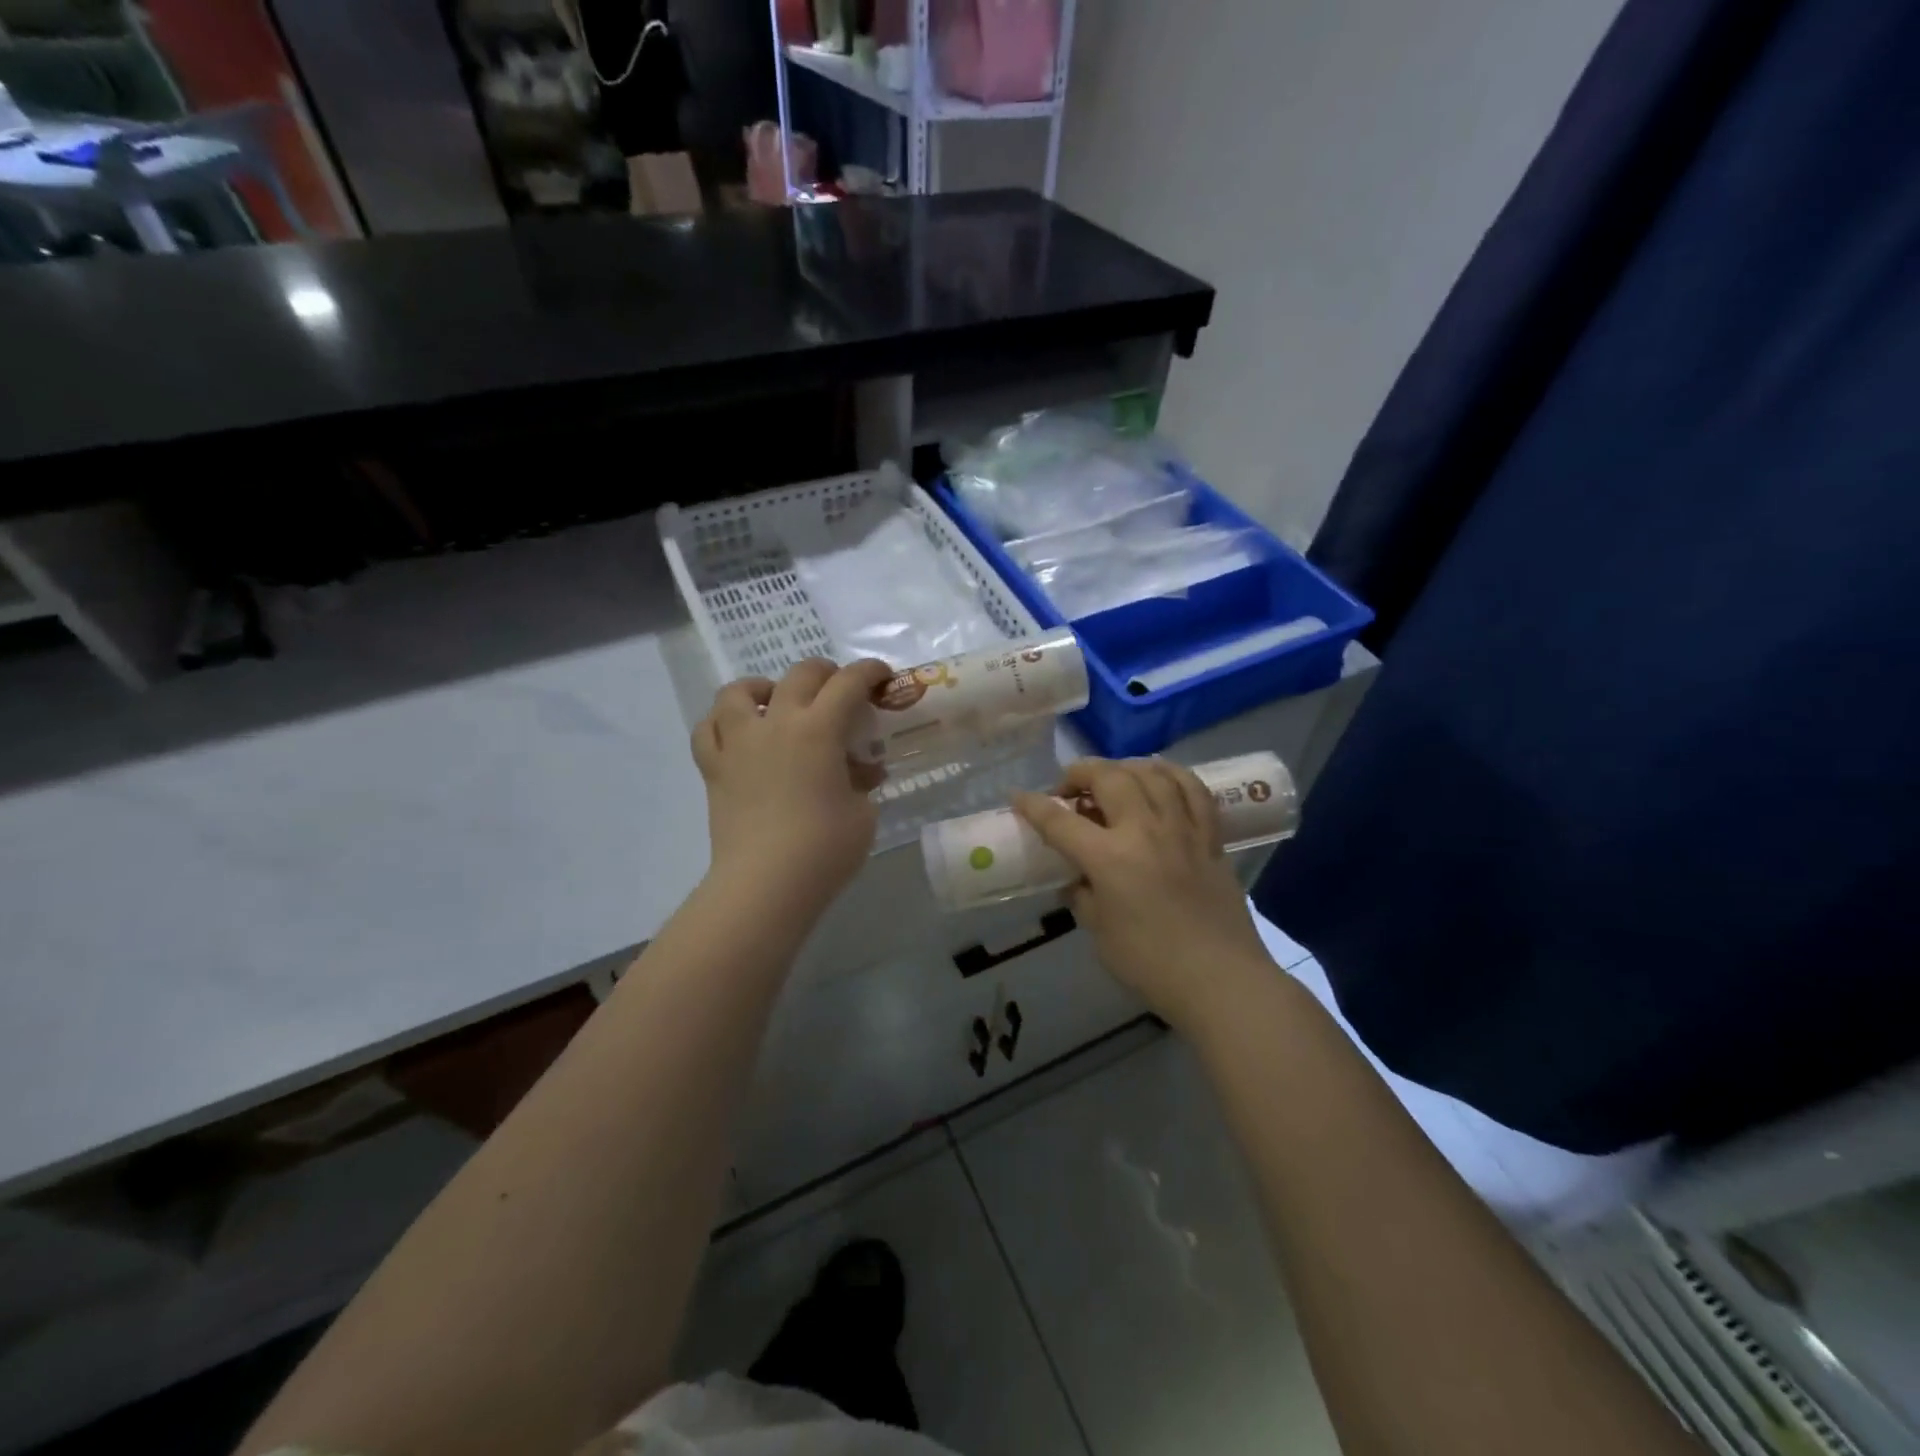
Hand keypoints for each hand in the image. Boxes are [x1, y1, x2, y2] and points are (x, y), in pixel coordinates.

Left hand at [692, 658, 892, 913]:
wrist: (765, 884)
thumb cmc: (824, 849)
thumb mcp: (862, 813)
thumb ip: (861, 781)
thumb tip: (860, 770)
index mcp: (819, 730)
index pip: (848, 683)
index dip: (869, 672)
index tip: (882, 678)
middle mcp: (777, 723)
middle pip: (799, 675)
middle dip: (825, 672)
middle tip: (839, 689)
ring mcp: (739, 743)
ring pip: (739, 692)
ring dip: (763, 687)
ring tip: (775, 700)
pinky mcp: (714, 769)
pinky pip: (707, 729)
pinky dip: (722, 722)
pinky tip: (738, 732)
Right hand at [1014, 758, 1274, 1032]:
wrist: (1221, 980)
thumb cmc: (1151, 964)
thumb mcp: (1100, 933)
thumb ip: (1083, 896)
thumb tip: (1077, 878)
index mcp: (1109, 859)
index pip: (1060, 821)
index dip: (1033, 805)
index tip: (1018, 797)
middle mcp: (1144, 831)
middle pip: (1108, 777)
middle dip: (1079, 773)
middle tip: (1069, 789)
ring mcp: (1182, 828)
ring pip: (1151, 773)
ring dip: (1123, 767)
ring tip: (1112, 779)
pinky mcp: (1210, 836)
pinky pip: (1193, 788)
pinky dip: (1171, 774)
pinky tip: (1158, 779)